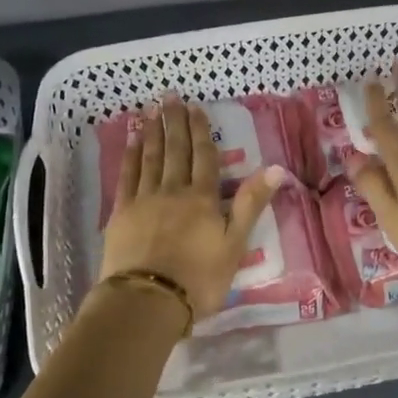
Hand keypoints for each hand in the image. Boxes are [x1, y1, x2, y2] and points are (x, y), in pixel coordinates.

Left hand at [98, 95, 285, 328]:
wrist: (148, 301)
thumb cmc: (199, 278)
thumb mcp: (235, 244)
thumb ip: (251, 204)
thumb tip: (276, 168)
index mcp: (203, 198)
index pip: (204, 157)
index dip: (201, 131)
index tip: (196, 108)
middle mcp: (173, 190)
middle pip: (175, 150)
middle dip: (175, 122)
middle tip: (170, 96)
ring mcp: (144, 199)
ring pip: (150, 157)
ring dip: (152, 132)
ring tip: (152, 110)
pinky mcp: (121, 213)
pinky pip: (128, 176)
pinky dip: (130, 156)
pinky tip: (132, 141)